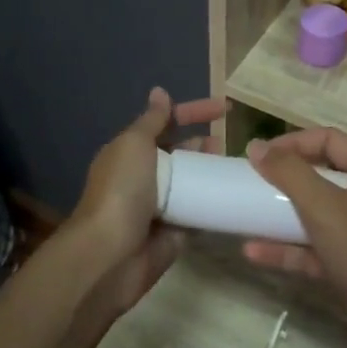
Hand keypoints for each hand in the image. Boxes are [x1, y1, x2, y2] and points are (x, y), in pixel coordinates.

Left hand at [67, 88, 225, 322]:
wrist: (110, 254)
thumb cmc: (121, 191)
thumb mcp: (134, 144)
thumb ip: (152, 120)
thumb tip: (160, 92)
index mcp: (131, 152)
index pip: (167, 123)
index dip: (194, 112)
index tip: (225, 108)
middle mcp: (144, 177)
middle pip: (181, 153)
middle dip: (204, 145)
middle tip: (228, 144)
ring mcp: (160, 206)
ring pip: (192, 183)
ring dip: (212, 174)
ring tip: (235, 169)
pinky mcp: (174, 234)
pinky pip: (199, 214)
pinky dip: (215, 205)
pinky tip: (236, 197)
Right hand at [242, 128, 346, 342]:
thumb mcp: (323, 206)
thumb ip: (288, 172)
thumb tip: (256, 146)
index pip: (329, 139)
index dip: (292, 142)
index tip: (258, 156)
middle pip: (322, 174)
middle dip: (284, 179)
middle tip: (250, 183)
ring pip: (317, 213)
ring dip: (281, 215)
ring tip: (245, 215)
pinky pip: (316, 247)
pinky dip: (289, 248)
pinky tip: (254, 252)